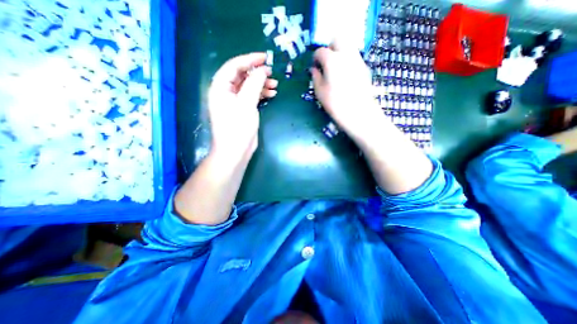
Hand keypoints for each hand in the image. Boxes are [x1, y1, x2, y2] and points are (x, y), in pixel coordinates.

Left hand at [209, 53, 277, 160]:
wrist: (235, 151)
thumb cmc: (238, 127)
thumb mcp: (246, 104)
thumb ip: (254, 85)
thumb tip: (262, 70)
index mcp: (221, 87)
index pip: (234, 66)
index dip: (249, 60)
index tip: (265, 58)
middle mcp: (226, 92)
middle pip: (241, 76)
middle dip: (257, 73)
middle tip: (271, 73)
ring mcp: (234, 102)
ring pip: (248, 87)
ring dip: (261, 84)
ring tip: (275, 85)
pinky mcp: (242, 110)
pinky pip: (251, 97)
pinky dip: (261, 94)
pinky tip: (271, 94)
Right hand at [309, 41, 384, 139]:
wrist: (358, 112)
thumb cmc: (335, 103)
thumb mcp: (320, 92)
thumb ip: (315, 77)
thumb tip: (314, 69)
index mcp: (332, 60)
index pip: (320, 51)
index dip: (315, 58)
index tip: (314, 67)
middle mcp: (346, 54)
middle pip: (338, 39)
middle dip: (330, 47)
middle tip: (326, 61)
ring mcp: (358, 60)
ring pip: (348, 47)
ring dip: (340, 53)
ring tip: (336, 68)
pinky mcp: (365, 68)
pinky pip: (355, 58)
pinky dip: (348, 61)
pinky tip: (346, 75)